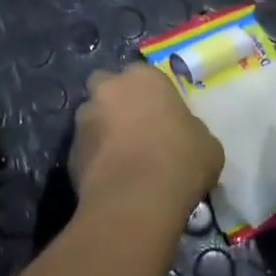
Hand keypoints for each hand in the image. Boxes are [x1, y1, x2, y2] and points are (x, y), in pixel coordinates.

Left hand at [71, 63, 222, 211]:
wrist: (137, 199)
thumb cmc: (180, 160)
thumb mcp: (206, 143)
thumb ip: (190, 129)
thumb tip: (183, 136)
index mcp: (143, 77)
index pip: (144, 75)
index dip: (152, 95)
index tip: (162, 115)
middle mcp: (107, 90)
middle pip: (107, 87)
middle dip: (117, 102)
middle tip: (136, 128)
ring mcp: (84, 119)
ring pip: (92, 118)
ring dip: (103, 131)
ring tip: (123, 159)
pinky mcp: (70, 152)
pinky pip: (86, 150)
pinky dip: (95, 159)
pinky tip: (112, 179)